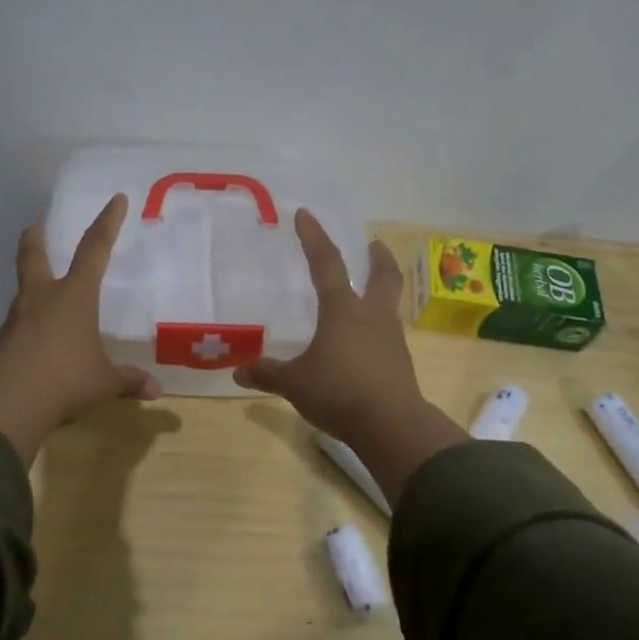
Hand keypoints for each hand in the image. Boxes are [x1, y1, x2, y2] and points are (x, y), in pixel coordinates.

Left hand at [0, 194, 160, 463]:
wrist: (7, 401)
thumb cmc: (65, 378)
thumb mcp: (103, 382)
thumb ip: (128, 381)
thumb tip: (156, 390)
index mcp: (74, 295)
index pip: (95, 249)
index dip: (107, 223)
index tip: (116, 199)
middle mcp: (42, 297)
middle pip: (34, 254)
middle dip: (37, 236)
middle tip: (37, 224)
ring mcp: (17, 317)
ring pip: (23, 288)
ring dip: (31, 281)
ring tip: (43, 290)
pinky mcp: (2, 341)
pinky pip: (19, 323)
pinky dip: (28, 322)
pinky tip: (37, 339)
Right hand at [235, 210, 465, 504]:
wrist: (392, 425)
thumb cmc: (339, 392)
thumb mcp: (295, 384)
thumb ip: (268, 374)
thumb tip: (238, 371)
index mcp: (343, 311)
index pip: (327, 263)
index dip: (314, 238)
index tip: (305, 214)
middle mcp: (372, 316)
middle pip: (382, 276)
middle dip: (377, 257)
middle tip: (373, 244)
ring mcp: (391, 339)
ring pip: (389, 304)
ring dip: (380, 291)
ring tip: (367, 293)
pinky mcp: (400, 362)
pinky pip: (387, 334)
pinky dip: (377, 327)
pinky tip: (366, 341)